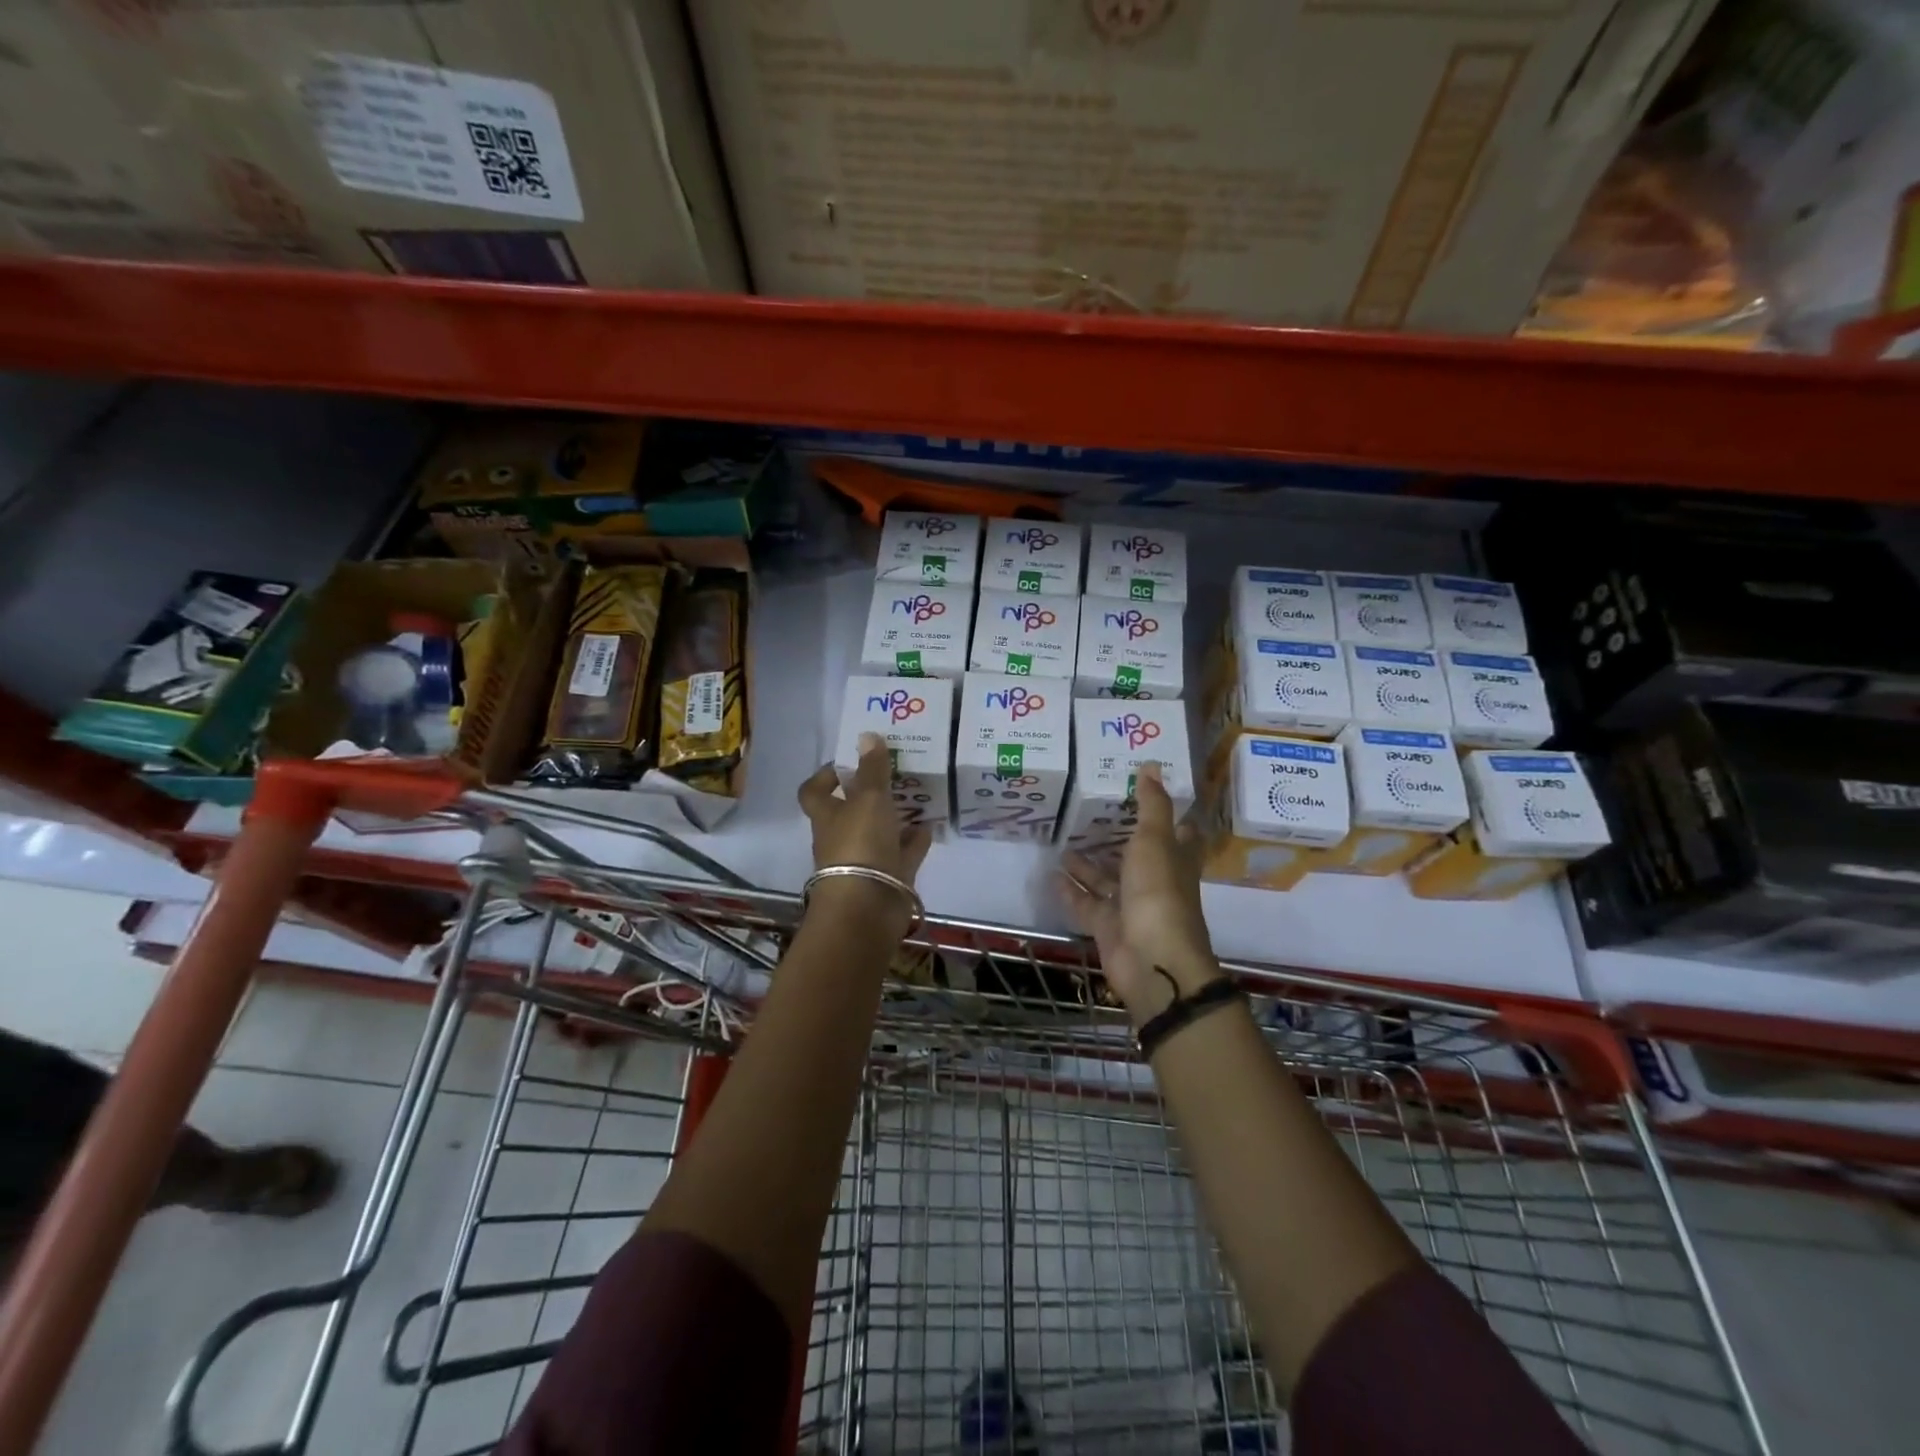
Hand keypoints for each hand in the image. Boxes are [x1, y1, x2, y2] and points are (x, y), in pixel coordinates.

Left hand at [798, 732, 932, 937]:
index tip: (848, 762)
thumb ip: (872, 769)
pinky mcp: (889, 878)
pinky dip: (915, 839)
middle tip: (895, 773)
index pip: (814, 792)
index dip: (825, 776)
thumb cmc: (860, 844)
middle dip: (871, 794)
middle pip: (851, 811)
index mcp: (827, 816)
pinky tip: (931, 823)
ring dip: (896, 816)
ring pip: (880, 831)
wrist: (868, 907)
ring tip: (918, 795)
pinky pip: (903, 853)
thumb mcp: (869, 799)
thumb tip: (867, 735)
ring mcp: (866, 859)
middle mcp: (842, 837)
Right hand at [1058, 761, 1219, 1024]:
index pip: (1177, 832)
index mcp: (1175, 859)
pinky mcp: (1108, 926)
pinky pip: (1087, 904)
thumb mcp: (1155, 840)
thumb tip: (1151, 765)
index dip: (1165, 814)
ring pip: (1107, 880)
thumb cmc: (1159, 893)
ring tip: (1061, 842)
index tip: (1143, 792)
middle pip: (1136, 856)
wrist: (1152, 960)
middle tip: (1088, 814)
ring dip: (1087, 864)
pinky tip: (1051, 875)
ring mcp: (1131, 906)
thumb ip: (1151, 805)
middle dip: (1115, 838)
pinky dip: (1071, 891)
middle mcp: (1155, 881)